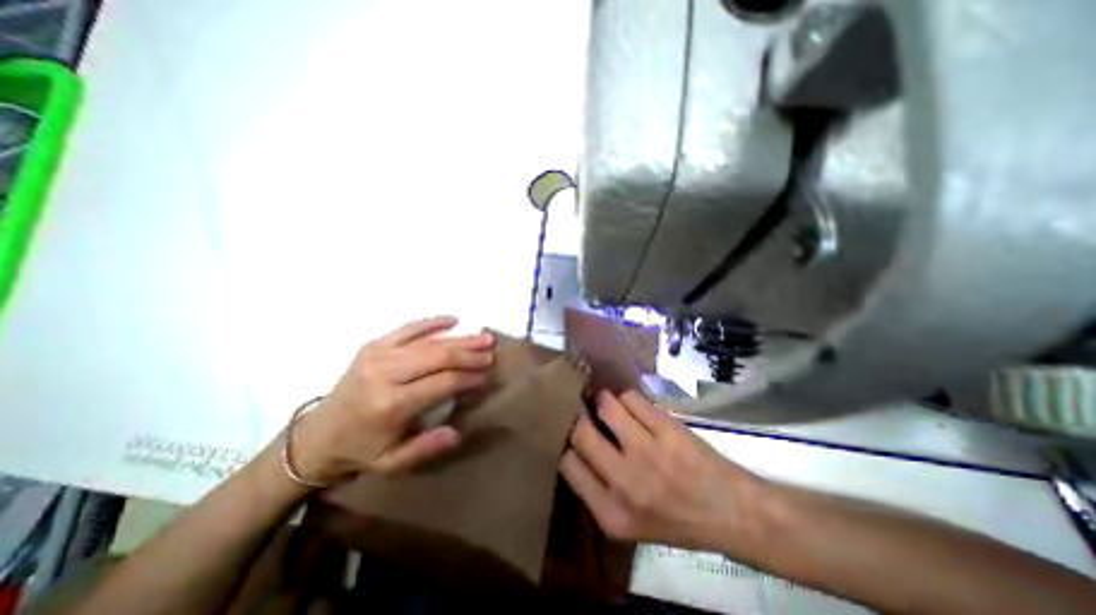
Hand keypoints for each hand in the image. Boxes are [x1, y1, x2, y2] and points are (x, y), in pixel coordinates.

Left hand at [293, 317, 495, 484]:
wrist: (317, 435)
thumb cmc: (360, 450)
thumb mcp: (392, 463)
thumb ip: (426, 447)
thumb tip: (458, 431)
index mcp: (391, 404)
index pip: (443, 383)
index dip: (470, 378)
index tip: (488, 376)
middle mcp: (385, 374)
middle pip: (438, 356)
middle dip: (469, 353)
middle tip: (491, 352)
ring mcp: (377, 355)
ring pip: (428, 342)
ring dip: (460, 339)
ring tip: (484, 337)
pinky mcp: (373, 345)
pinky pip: (408, 328)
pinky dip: (432, 322)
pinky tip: (454, 319)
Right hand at [560, 392, 763, 554]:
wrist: (729, 511)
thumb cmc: (674, 518)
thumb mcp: (626, 521)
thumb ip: (595, 488)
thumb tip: (573, 441)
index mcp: (610, 513)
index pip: (567, 463)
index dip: (566, 442)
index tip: (570, 430)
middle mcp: (625, 483)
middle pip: (580, 431)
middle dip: (577, 414)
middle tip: (581, 407)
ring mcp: (648, 452)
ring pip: (606, 405)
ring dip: (603, 399)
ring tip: (609, 403)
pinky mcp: (667, 429)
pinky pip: (631, 397)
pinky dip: (627, 397)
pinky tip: (633, 406)